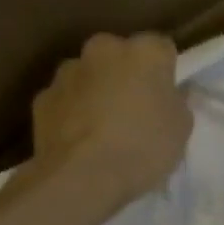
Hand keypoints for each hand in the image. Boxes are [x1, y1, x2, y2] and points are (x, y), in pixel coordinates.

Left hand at [22, 33, 193, 210]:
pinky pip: (67, 99)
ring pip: (90, 75)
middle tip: (137, 109)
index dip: (166, 71)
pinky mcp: (42, 97)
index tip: (167, 95)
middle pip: (120, 55)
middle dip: (127, 75)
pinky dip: (74, 112)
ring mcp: (67, 72)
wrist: (82, 176)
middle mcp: (103, 49)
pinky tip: (82, 140)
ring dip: (98, 91)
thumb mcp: (182, 128)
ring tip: (106, 128)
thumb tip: (170, 93)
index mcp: (143, 52)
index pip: (161, 48)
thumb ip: (177, 101)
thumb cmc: (143, 147)